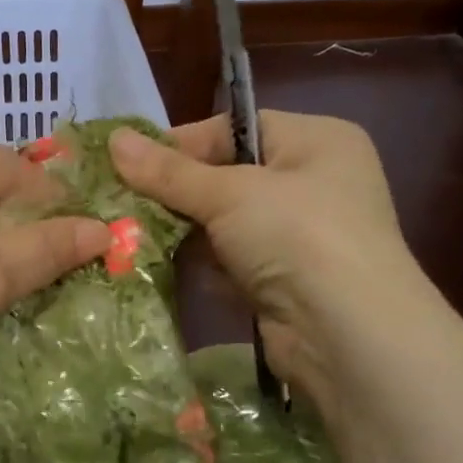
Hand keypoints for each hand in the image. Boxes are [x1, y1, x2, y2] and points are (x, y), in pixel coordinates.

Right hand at [109, 113, 433, 391]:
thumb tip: (114, 138)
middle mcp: (315, 182)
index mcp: (316, 140)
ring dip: (186, 232)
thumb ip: (168, 171)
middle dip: (178, 193)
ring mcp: (303, 236)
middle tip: (123, 202)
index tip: (130, 163)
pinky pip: (234, 262)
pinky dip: (204, 265)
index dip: (180, 144)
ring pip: (228, 224)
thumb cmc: (296, 235)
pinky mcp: (288, 282)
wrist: (348, 334)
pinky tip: (163, 268)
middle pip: (228, 177)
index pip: (234, 128)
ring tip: (132, 235)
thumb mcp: (228, 193)